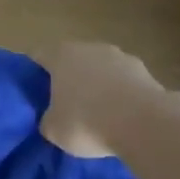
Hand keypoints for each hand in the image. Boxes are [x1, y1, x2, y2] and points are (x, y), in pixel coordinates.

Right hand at [37, 42, 176, 157]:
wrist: (143, 123)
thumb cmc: (86, 122)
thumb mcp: (53, 130)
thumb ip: (48, 119)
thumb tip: (52, 118)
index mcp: (61, 55)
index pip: (39, 56)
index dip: (34, 73)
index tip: (34, 92)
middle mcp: (90, 48)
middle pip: (73, 60)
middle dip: (68, 79)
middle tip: (64, 104)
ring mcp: (121, 57)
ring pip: (101, 69)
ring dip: (97, 85)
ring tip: (97, 113)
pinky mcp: (145, 71)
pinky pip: (124, 83)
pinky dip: (120, 95)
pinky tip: (121, 117)